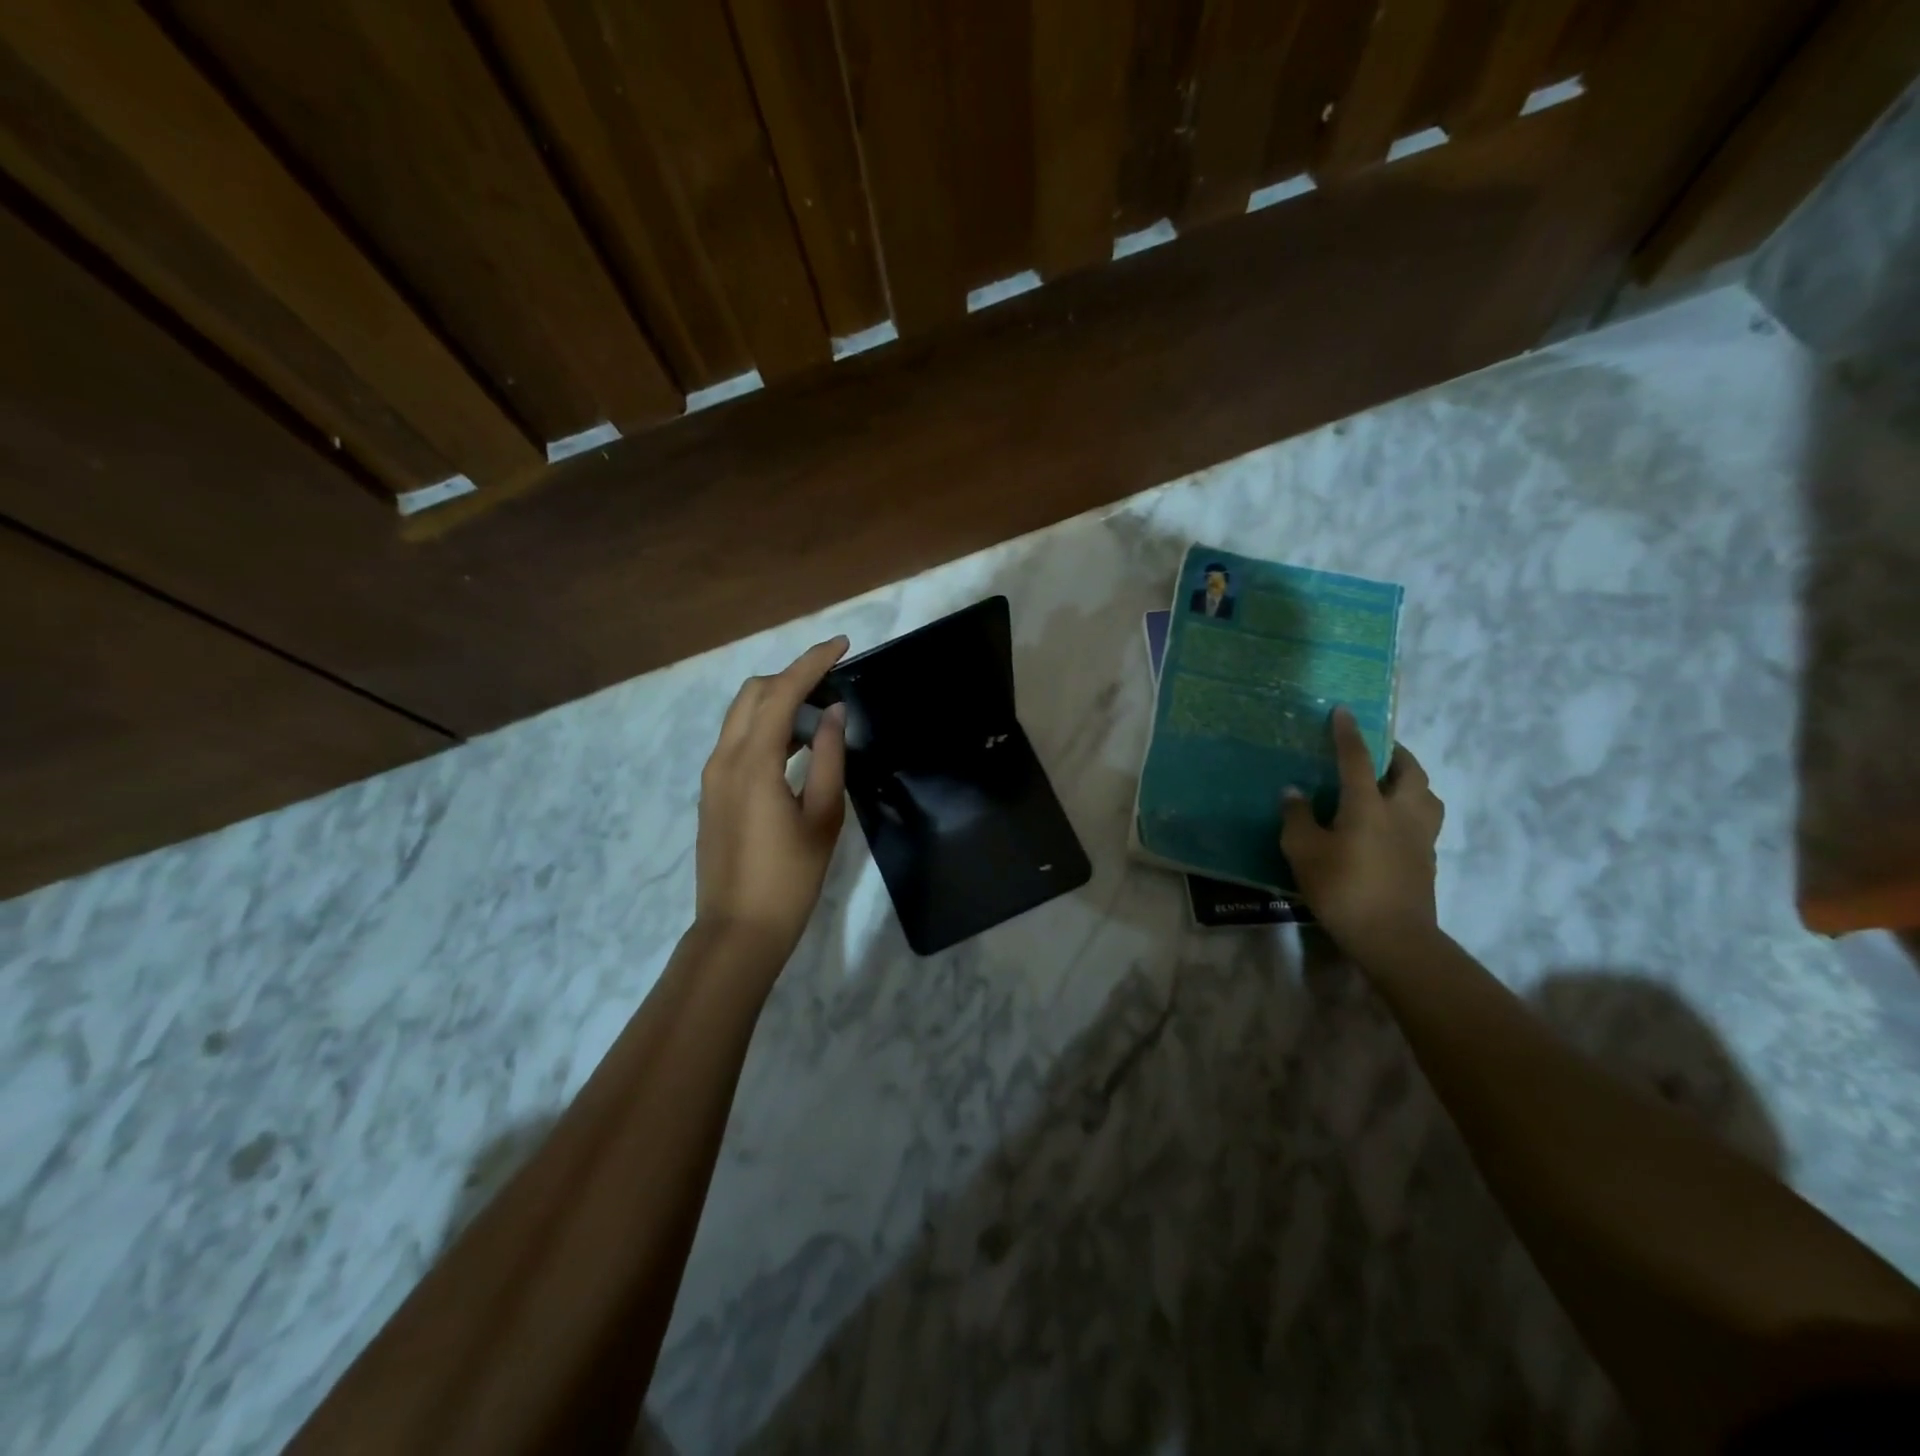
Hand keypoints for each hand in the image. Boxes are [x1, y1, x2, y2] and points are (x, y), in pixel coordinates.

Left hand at [695, 637, 849, 967]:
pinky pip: (738, 740)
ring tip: (819, 712)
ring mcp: (713, 776)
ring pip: (741, 716)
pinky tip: (794, 745)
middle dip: (791, 676)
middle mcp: (724, 759)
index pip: (781, 692)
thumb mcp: (822, 817)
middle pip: (752, 694)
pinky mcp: (713, 793)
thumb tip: (832, 712)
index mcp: (752, 762)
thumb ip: (827, 757)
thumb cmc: (789, 878)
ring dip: (777, 701)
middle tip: (831, 679)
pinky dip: (766, 727)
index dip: (812, 662)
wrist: (737, 931)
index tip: (842, 644)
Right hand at [1282, 706, 1444, 955]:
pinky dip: (1412, 810)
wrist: (1392, 937)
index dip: (1348, 733)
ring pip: (1427, 796)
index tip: (1343, 711)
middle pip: (1409, 771)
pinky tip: (1393, 823)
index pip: (1358, 758)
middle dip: (1395, 753)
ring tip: (1391, 784)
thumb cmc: (1343, 888)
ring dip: (1412, 781)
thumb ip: (1297, 817)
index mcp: (1368, 804)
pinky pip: (1425, 821)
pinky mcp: (1428, 860)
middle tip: (1377, 750)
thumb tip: (1294, 792)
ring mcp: (1420, 837)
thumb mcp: (1304, 851)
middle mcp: (1401, 812)